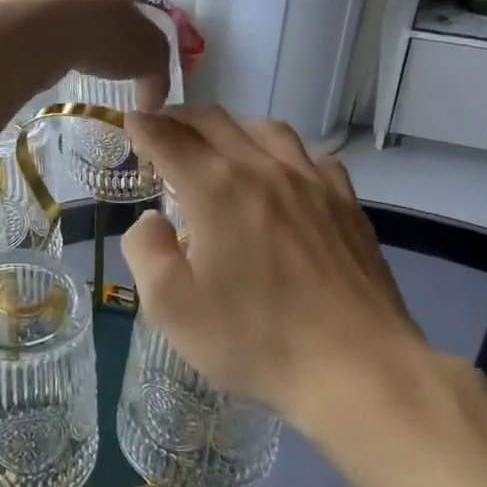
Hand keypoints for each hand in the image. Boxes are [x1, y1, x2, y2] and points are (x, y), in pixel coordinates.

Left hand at [0, 0, 168, 109]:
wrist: (31, 36)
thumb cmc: (99, 30)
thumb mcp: (149, 54)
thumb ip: (158, 75)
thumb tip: (154, 101)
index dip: (136, 15)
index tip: (134, 44)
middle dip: (96, 17)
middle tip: (102, 53)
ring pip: (55, 4)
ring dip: (63, 27)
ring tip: (69, 60)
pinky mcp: (1, 0)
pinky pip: (27, 21)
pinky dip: (36, 38)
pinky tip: (41, 60)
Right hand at [119, 107, 431, 441]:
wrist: (357, 368)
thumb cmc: (254, 339)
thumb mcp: (171, 306)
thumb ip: (145, 250)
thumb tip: (152, 221)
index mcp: (215, 189)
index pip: (169, 139)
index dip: (143, 127)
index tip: (130, 123)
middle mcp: (261, 169)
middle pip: (214, 121)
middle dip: (179, 119)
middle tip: (162, 132)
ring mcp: (310, 181)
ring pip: (263, 129)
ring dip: (229, 129)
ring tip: (217, 148)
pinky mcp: (345, 201)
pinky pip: (308, 154)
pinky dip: (279, 152)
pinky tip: (279, 174)